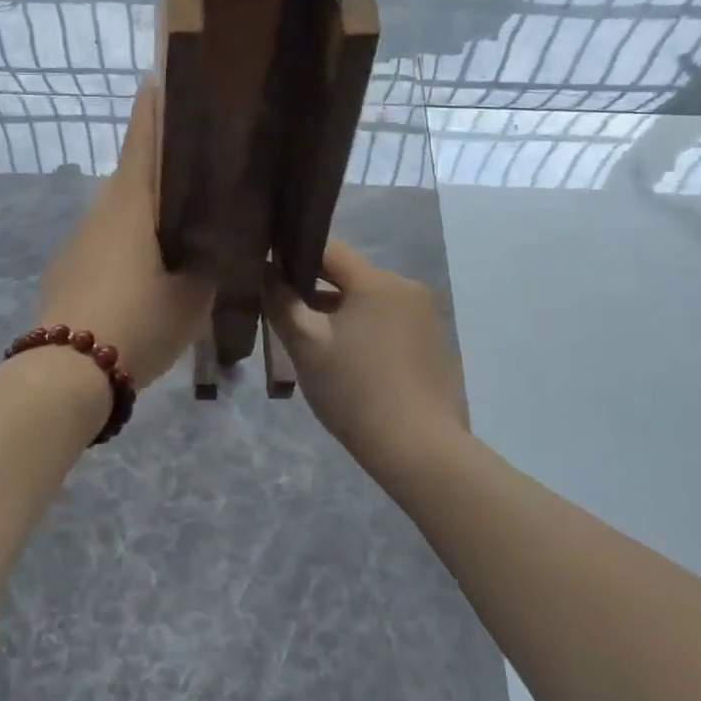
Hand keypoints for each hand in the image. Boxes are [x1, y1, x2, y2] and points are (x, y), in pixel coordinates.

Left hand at [39, 82, 212, 388]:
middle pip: (133, 177)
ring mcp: (77, 242)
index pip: (142, 141)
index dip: (153, 110)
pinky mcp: (66, 271)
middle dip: (160, 169)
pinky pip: (104, 245)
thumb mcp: (193, 293)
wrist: (68, 372)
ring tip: (178, 233)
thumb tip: (224, 240)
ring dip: (145, 214)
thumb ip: (212, 260)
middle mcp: (99, 213)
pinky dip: (127, 246)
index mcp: (130, 204)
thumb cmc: (140, 320)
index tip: (159, 80)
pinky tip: (143, 275)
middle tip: (196, 173)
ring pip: (119, 215)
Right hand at [262, 242, 467, 468]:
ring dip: (340, 313)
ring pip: (369, 301)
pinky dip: (365, 330)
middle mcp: (408, 288)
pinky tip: (349, 363)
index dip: (294, 256)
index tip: (269, 275)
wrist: (420, 451)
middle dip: (315, 291)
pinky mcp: (435, 345)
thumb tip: (266, 272)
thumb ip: (281, 302)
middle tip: (287, 318)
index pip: (328, 249)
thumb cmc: (355, 390)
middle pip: (350, 276)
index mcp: (378, 281)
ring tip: (315, 344)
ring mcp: (427, 317)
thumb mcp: (306, 345)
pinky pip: (389, 322)